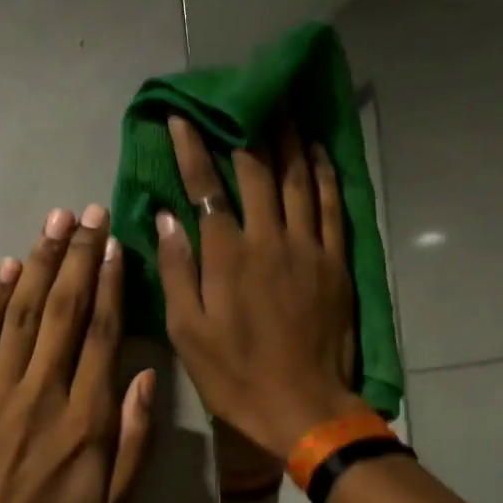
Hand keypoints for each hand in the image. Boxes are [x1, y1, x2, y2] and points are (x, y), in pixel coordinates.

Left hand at [0, 205, 156, 502]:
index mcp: (86, 418)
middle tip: (87, 213)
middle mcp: (42, 393)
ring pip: (22, 313)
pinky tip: (5, 269)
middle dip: (77, 255)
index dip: (110, 283)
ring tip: (53, 223)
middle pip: (63, 309)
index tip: (115, 244)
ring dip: (38, 263)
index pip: (102, 333)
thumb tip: (146, 372)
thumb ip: (136, 436)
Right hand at [157, 117, 364, 460]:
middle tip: (240, 97)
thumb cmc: (236, 375)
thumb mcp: (188, 332)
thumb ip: (177, 270)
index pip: (206, 188)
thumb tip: (166, 217)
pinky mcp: (335, 262)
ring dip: (287, 140)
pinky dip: (324, 175)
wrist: (303, 405)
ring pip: (298, 180)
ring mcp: (307, 248)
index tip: (181, 118)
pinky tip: (317, 152)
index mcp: (227, 256)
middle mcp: (269, 239)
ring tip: (282, 105)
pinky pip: (331, 207)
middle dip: (244, 130)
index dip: (191, 149)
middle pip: (257, 171)